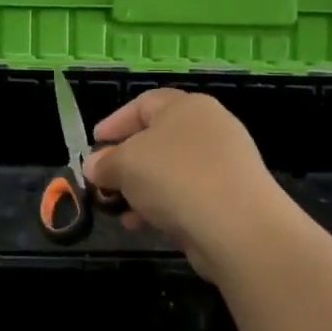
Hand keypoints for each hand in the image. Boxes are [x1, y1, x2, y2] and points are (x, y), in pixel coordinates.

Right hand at [83, 89, 289, 279]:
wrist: (238, 227)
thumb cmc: (174, 177)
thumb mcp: (124, 165)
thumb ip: (104, 163)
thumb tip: (94, 166)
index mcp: (186, 107)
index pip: (143, 104)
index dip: (114, 122)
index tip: (94, 144)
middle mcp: (209, 128)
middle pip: (157, 139)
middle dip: (126, 162)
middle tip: (104, 180)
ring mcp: (224, 163)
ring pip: (171, 171)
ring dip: (141, 189)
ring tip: (120, 211)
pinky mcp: (232, 197)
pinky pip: (188, 194)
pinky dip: (164, 206)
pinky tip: (145, 225)